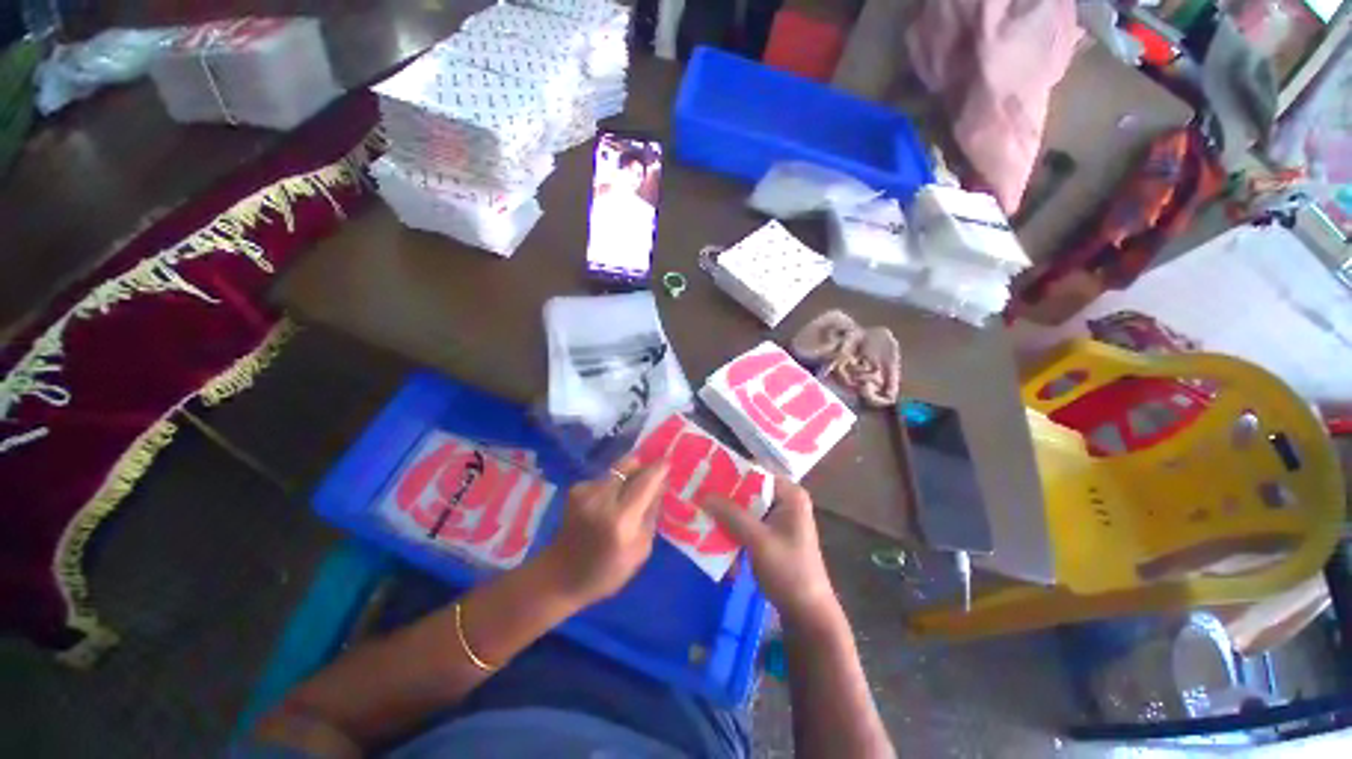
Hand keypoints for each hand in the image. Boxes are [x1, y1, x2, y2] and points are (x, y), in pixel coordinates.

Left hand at [539, 456, 667, 605]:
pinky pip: (604, 478)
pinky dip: (612, 485)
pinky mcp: (575, 489)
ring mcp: (585, 491)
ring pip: (617, 469)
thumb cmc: (606, 572)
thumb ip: (652, 513)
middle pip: (629, 464)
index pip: (645, 481)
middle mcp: (601, 498)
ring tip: (629, 495)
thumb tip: (660, 485)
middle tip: (651, 477)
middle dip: (643, 467)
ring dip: (628, 477)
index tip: (669, 461)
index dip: (659, 468)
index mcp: (621, 519)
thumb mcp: (640, 550)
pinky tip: (608, 503)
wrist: (559, 576)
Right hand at [702, 479, 839, 628]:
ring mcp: (777, 518)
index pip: (755, 474)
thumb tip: (703, 494)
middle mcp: (785, 500)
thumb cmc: (788, 571)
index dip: (730, 474)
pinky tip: (710, 531)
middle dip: (724, 496)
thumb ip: (731, 515)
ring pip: (744, 508)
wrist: (806, 613)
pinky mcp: (770, 534)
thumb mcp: (758, 540)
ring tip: (698, 510)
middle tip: (696, 493)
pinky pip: (746, 523)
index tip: (704, 476)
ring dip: (725, 513)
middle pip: (748, 491)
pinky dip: (731, 528)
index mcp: (790, 494)